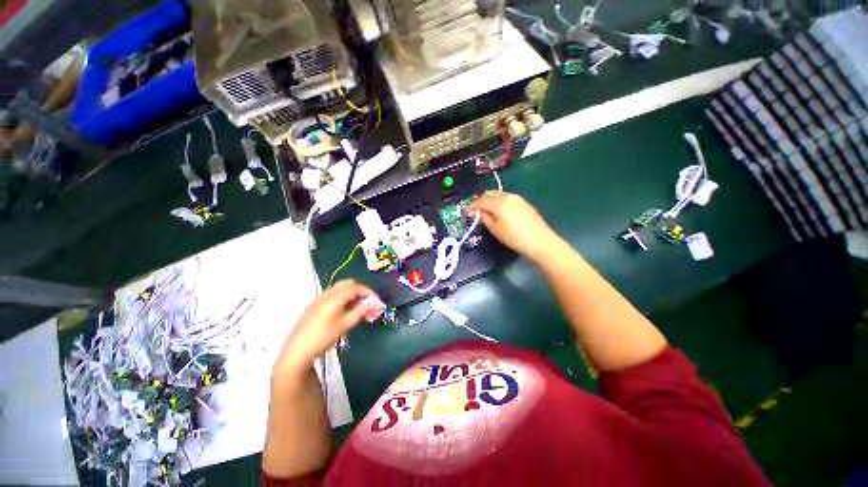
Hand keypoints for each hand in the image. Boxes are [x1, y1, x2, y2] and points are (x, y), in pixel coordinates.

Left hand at [273, 280, 376, 385]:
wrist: (296, 351)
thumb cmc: (322, 338)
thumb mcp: (344, 325)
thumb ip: (360, 312)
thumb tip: (375, 304)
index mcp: (333, 297)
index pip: (355, 287)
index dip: (368, 291)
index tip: (377, 300)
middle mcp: (326, 294)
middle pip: (347, 284)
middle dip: (360, 290)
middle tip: (368, 302)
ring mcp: (319, 299)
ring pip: (340, 289)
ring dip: (352, 294)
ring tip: (358, 307)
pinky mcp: (314, 305)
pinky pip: (333, 294)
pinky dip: (343, 298)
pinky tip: (345, 311)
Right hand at [467, 191, 559, 260]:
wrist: (539, 241)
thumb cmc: (514, 237)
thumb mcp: (495, 229)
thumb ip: (483, 217)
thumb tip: (474, 212)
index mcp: (498, 202)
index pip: (480, 201)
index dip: (471, 206)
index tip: (465, 212)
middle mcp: (507, 196)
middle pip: (489, 194)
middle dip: (480, 201)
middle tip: (475, 212)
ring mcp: (517, 198)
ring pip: (498, 195)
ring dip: (490, 201)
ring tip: (486, 212)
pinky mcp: (523, 202)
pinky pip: (506, 198)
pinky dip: (499, 202)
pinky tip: (499, 212)